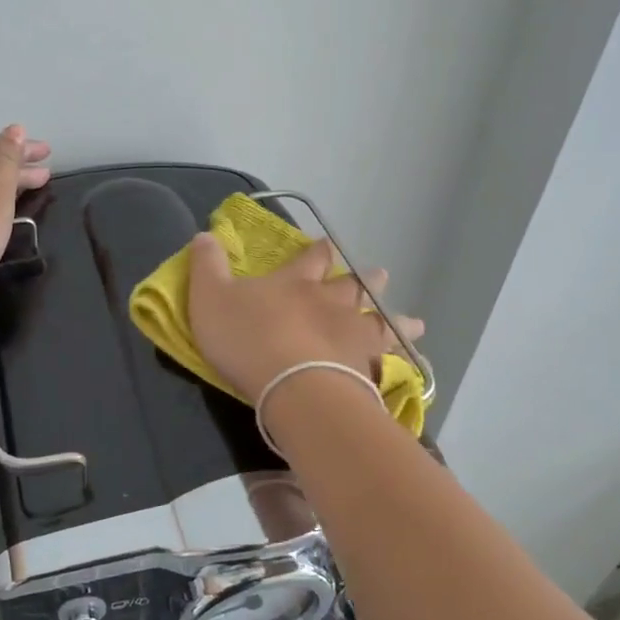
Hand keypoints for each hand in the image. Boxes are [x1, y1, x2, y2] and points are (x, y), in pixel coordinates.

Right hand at [186, 234, 423, 402]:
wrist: (294, 386)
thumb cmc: (247, 338)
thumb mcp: (210, 298)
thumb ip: (207, 266)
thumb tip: (204, 234)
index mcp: (295, 283)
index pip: (311, 258)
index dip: (318, 251)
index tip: (327, 245)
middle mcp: (331, 303)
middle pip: (354, 286)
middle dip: (365, 280)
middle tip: (379, 275)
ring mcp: (354, 336)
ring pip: (381, 322)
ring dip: (395, 320)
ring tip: (415, 322)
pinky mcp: (367, 370)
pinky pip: (388, 363)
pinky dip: (399, 362)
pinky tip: (407, 367)